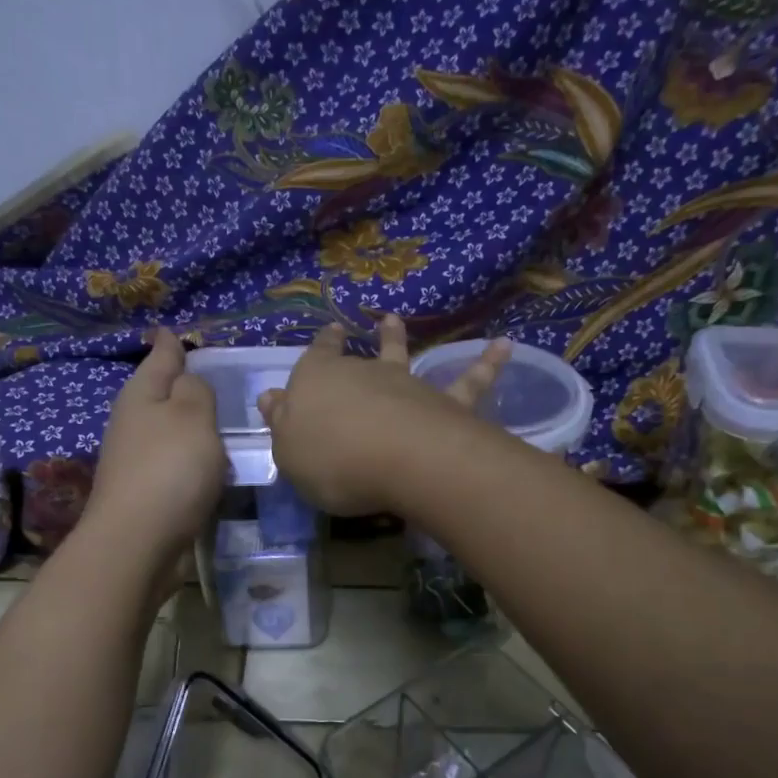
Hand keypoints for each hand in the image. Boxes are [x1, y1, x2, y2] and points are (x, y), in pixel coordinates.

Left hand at [85, 329, 226, 564]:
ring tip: (220, 418)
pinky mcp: (148, 493)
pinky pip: (176, 464)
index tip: (173, 329)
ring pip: (169, 431)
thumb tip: (188, 380)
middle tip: (213, 373)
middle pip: (161, 394)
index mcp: (141, 395)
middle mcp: (134, 423)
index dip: (170, 343)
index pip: (160, 356)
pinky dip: (192, 459)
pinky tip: (211, 464)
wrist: (138, 543)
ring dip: (189, 425)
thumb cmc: (169, 469)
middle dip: (181, 383)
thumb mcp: (191, 416)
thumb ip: (196, 390)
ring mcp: (137, 460)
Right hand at [257, 315, 510, 515]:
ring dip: (398, 338)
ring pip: (401, 355)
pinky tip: (505, 346)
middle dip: (353, 343)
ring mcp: (405, 384)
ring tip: (395, 319)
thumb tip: (272, 397)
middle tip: (362, 327)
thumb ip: (283, 424)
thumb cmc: (329, 458)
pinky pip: (469, 381)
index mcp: (316, 382)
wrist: (393, 459)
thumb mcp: (289, 451)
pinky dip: (487, 364)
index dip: (319, 348)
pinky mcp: (444, 402)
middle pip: (354, 358)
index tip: (326, 334)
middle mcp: (361, 373)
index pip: (314, 360)